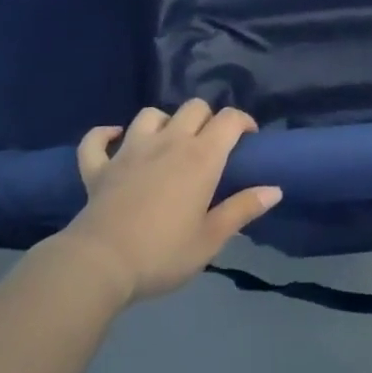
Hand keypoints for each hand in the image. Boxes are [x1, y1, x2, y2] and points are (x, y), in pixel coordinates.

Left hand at [60, 101, 279, 303]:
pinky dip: (105, 135)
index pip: (229, 119)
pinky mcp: (99, 167)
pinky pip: (97, 140)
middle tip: (211, 146)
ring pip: (150, 115)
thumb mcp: (211, 238)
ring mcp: (130, 150)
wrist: (101, 265)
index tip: (248, 140)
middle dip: (207, 119)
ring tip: (168, 142)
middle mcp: (168, 142)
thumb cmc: (163, 253)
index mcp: (201, 157)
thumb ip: (243, 209)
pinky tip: (114, 138)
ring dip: (163, 123)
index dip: (243, 122)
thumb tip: (275, 189)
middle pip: (193, 108)